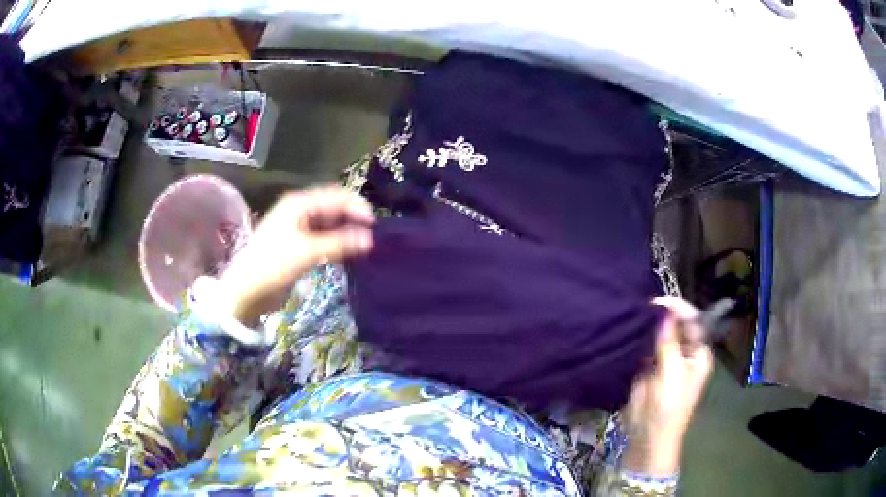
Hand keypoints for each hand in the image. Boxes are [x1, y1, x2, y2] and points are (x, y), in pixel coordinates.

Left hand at [217, 186, 373, 324]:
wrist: (246, 289)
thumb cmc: (273, 264)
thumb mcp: (307, 252)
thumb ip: (339, 243)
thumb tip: (369, 239)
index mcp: (299, 204)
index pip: (335, 196)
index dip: (356, 206)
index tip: (374, 224)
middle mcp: (299, 211)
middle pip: (332, 207)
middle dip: (352, 217)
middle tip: (372, 234)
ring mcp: (298, 228)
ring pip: (329, 223)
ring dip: (345, 231)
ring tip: (364, 244)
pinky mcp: (298, 245)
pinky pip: (323, 238)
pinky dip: (336, 242)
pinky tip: (348, 252)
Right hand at [622, 296, 713, 475]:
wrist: (648, 435)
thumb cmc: (668, 407)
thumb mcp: (671, 374)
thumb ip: (669, 343)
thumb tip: (665, 313)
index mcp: (698, 354)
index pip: (693, 322)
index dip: (679, 309)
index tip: (658, 302)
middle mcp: (685, 353)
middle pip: (678, 326)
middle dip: (664, 315)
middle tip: (644, 306)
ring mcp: (668, 360)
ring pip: (661, 335)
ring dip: (651, 326)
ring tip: (635, 314)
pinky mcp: (651, 368)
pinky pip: (647, 347)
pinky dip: (641, 339)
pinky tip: (630, 330)